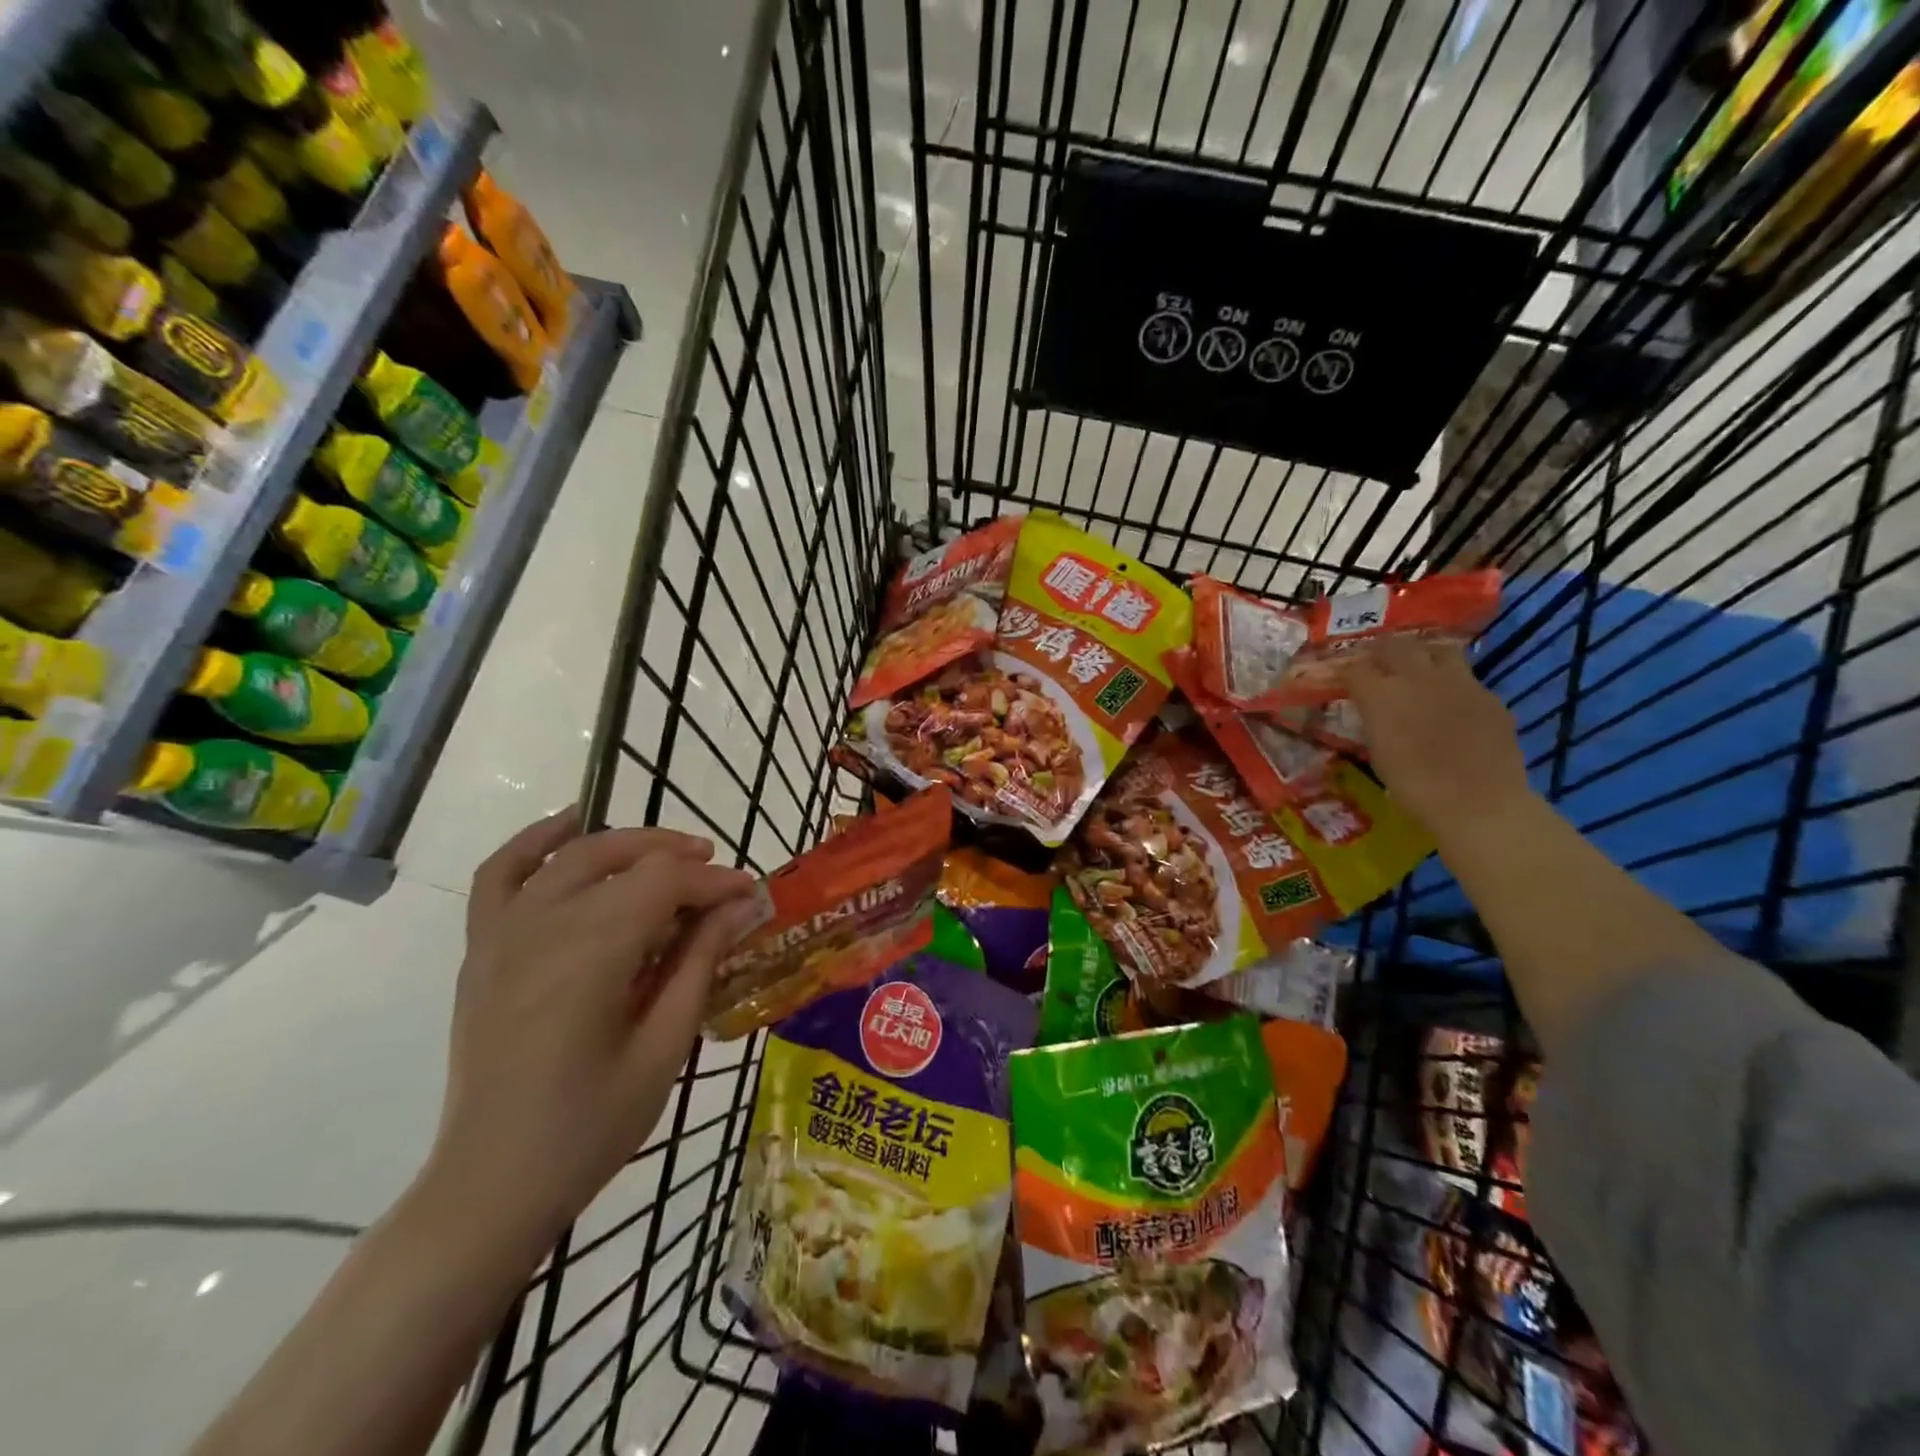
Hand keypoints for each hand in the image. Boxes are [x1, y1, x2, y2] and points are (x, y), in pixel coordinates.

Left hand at [423, 809, 761, 1253]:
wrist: (490, 1185)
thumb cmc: (590, 1127)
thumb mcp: (663, 1047)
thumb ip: (699, 964)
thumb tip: (741, 905)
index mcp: (590, 955)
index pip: (664, 884)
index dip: (715, 882)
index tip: (751, 896)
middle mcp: (543, 928)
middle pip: (623, 859)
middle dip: (680, 859)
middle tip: (721, 879)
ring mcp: (503, 935)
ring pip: (572, 856)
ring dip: (627, 844)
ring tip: (670, 855)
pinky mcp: (482, 950)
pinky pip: (501, 874)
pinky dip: (535, 841)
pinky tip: (570, 824)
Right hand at [1345, 638, 1532, 834]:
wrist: (1478, 802)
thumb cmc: (1414, 786)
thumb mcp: (1378, 751)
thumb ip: (1375, 720)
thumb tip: (1374, 709)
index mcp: (1380, 694)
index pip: (1356, 666)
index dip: (1351, 672)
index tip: (1349, 680)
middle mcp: (1417, 677)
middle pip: (1394, 645)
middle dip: (1383, 652)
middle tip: (1379, 665)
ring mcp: (1458, 682)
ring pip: (1437, 650)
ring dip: (1423, 656)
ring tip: (1419, 672)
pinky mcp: (1489, 695)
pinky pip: (1466, 678)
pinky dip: (1454, 685)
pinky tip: (1453, 704)